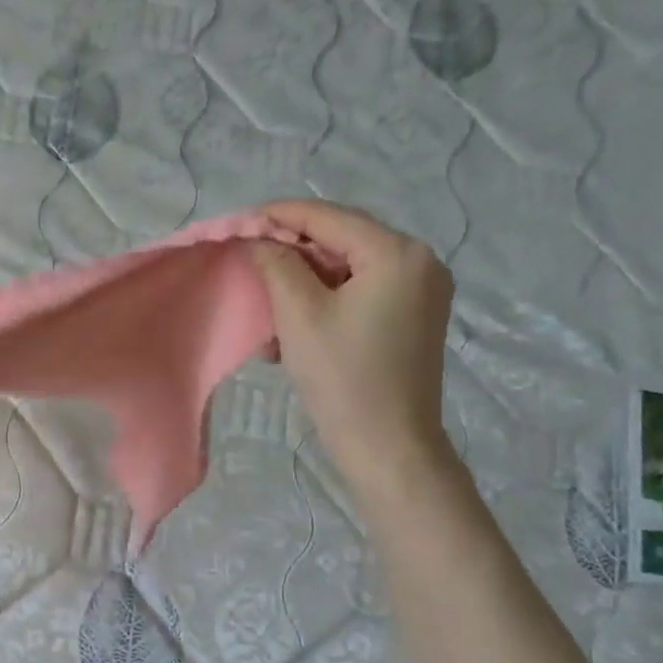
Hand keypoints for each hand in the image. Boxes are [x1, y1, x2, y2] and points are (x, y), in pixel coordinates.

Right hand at [252, 201, 456, 500]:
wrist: (387, 446)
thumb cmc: (342, 377)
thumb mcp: (299, 314)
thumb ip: (277, 264)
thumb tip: (260, 239)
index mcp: (398, 253)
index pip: (329, 218)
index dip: (280, 215)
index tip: (240, 221)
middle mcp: (420, 263)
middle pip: (342, 242)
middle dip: (292, 256)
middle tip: (250, 266)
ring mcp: (422, 293)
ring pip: (348, 272)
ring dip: (304, 286)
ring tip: (268, 310)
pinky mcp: (414, 320)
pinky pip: (362, 296)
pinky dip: (325, 305)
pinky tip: (294, 330)